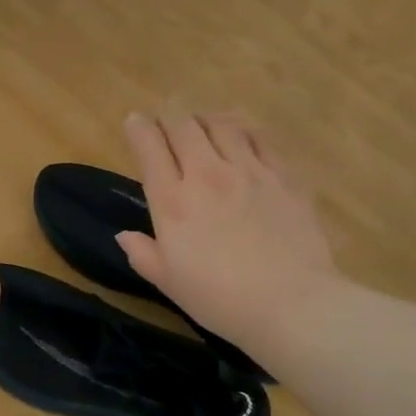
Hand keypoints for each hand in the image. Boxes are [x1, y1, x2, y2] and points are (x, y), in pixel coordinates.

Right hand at [116, 109, 335, 344]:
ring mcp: (249, 171)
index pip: (149, 148)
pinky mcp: (283, 175)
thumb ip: (143, 254)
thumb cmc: (219, 299)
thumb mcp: (169, 282)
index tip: (134, 121)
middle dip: (170, 114)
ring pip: (222, 124)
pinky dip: (244, 129)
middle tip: (167, 112)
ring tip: (202, 119)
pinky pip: (259, 138)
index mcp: (172, 201)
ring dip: (206, 117)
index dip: (138, 128)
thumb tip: (124, 236)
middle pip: (183, 126)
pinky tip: (243, 133)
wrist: (290, 302)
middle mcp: (207, 175)